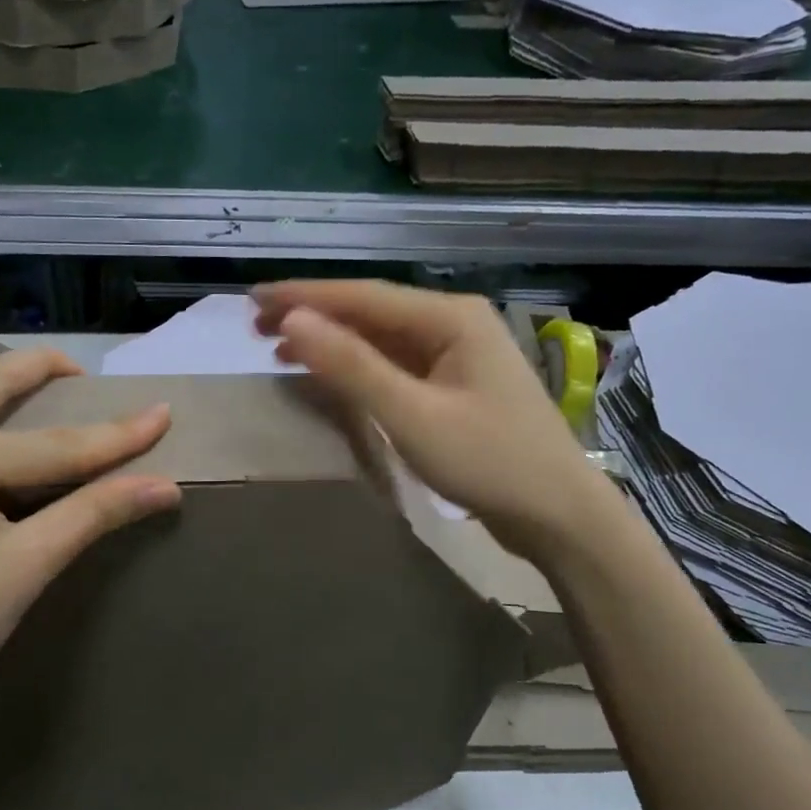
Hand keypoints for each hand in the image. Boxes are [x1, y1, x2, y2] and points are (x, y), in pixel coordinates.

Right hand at [254, 280, 596, 558]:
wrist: (557, 513)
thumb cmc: (488, 462)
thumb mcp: (411, 415)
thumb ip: (352, 367)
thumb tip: (293, 322)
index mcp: (450, 317)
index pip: (362, 296)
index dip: (304, 296)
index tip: (253, 299)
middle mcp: (454, 323)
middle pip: (371, 312)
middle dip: (314, 316)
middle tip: (256, 326)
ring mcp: (457, 355)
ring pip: (382, 339)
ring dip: (333, 343)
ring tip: (280, 349)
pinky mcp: (455, 386)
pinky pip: (396, 366)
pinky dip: (359, 369)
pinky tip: (330, 375)